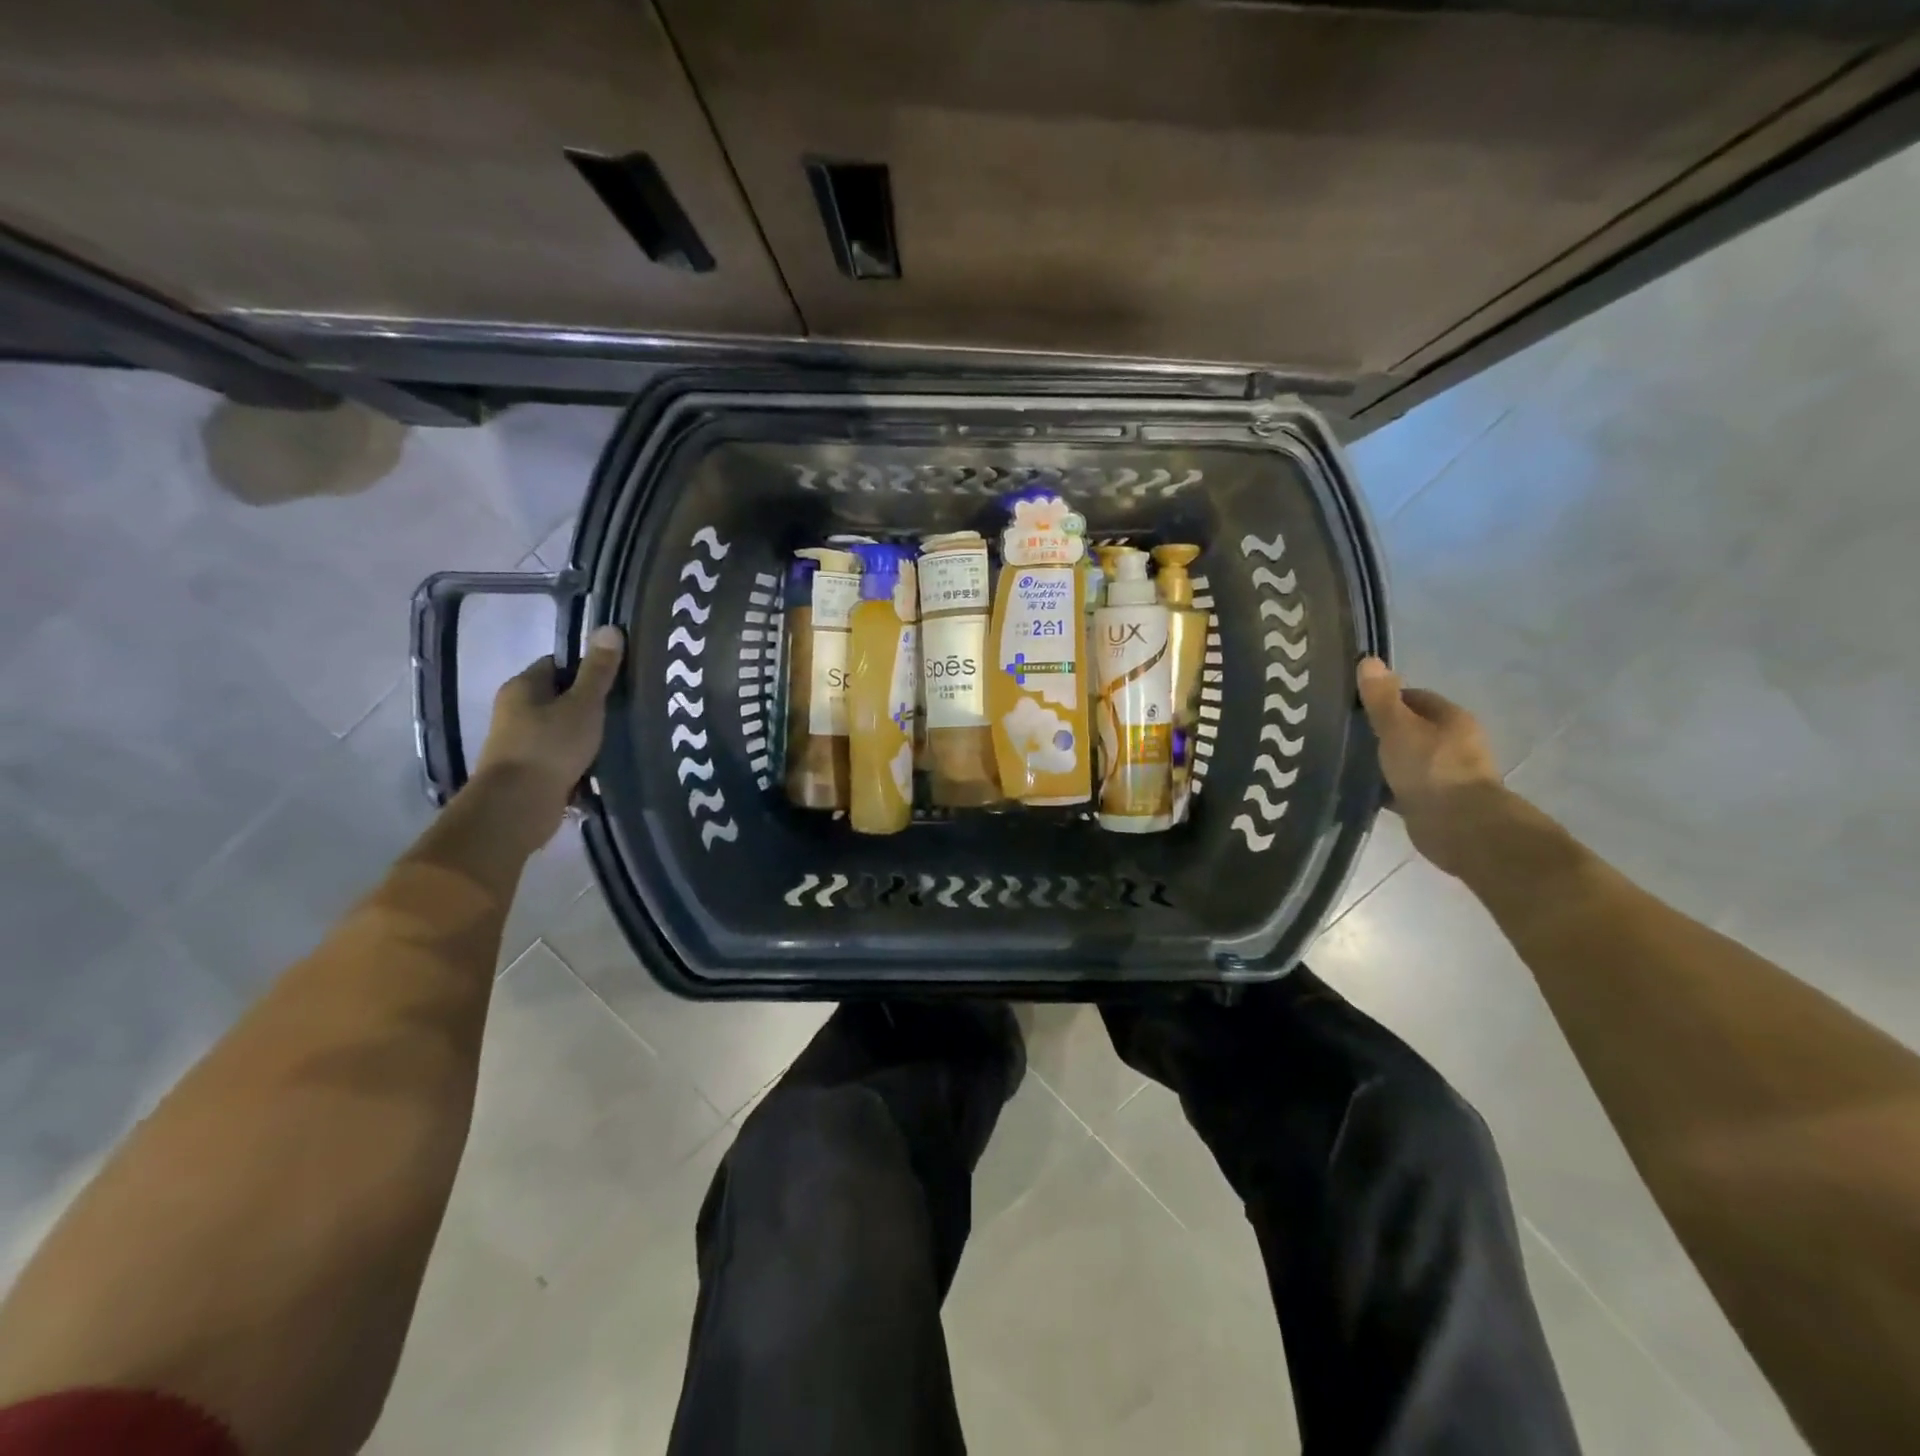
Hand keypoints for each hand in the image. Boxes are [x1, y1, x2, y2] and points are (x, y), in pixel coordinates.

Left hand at [473, 625, 624, 840]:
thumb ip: (598, 670)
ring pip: (560, 730)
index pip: (557, 664)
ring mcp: (519, 743)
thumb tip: (609, 628)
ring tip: (618, 738)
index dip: (586, 669)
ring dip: (584, 735)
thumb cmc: (550, 747)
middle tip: (623, 709)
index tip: (615, 680)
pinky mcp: (527, 772)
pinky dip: (577, 760)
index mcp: (522, 687)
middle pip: (558, 698)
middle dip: (588, 704)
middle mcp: (514, 711)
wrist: (517, 806)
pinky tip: (601, 766)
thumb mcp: (583, 704)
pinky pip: (559, 757)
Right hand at [1356, 656, 1504, 878]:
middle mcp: (1454, 743)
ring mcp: (1446, 774)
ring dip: (1385, 760)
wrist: (1460, 827)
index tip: (1355, 707)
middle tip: (1346, 734)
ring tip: (1348, 761)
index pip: (1415, 698)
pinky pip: (1405, 787)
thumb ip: (1381, 698)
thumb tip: (1369, 660)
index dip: (1385, 699)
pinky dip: (1387, 787)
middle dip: (1383, 731)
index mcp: (1451, 718)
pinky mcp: (1436, 802)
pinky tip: (1362, 789)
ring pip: (1408, 759)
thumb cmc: (1430, 769)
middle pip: (1412, 728)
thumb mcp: (1398, 727)